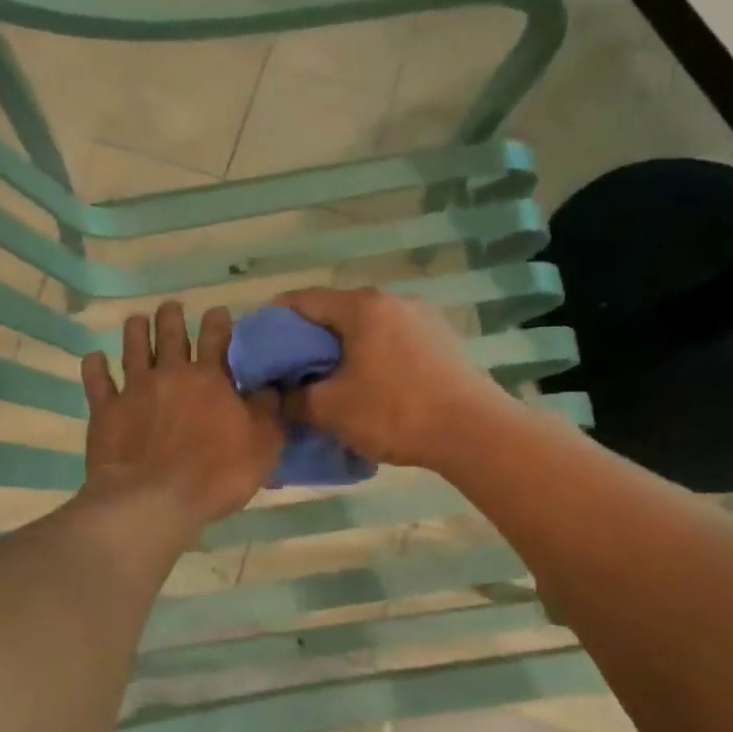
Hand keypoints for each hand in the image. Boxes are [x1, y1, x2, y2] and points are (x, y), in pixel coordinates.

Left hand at [80, 301, 284, 527]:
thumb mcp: (262, 446)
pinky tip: (95, 358)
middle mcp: (171, 375)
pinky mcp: (106, 411)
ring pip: (134, 349)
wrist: (153, 500)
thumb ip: (268, 412)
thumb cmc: (215, 475)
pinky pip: (97, 382)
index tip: (218, 311)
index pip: (217, 339)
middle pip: (171, 335)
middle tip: (171, 307)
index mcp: (211, 380)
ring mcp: (135, 390)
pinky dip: (95, 367)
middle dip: (172, 317)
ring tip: (136, 320)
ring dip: (136, 331)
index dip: (218, 322)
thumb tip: (271, 386)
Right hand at [275, 286, 508, 468]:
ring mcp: (422, 317)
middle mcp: (392, 300)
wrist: (473, 431)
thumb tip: (279, 395)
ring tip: (329, 380)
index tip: (258, 345)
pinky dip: (371, 355)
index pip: (302, 300)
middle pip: (335, 312)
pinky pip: (392, 340)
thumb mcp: (331, 409)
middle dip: (308, 338)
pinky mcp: (441, 339)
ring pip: (366, 327)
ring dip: (342, 349)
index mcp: (361, 306)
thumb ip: (295, 398)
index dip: (273, 319)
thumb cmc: (394, 412)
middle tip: (290, 369)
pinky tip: (370, 384)